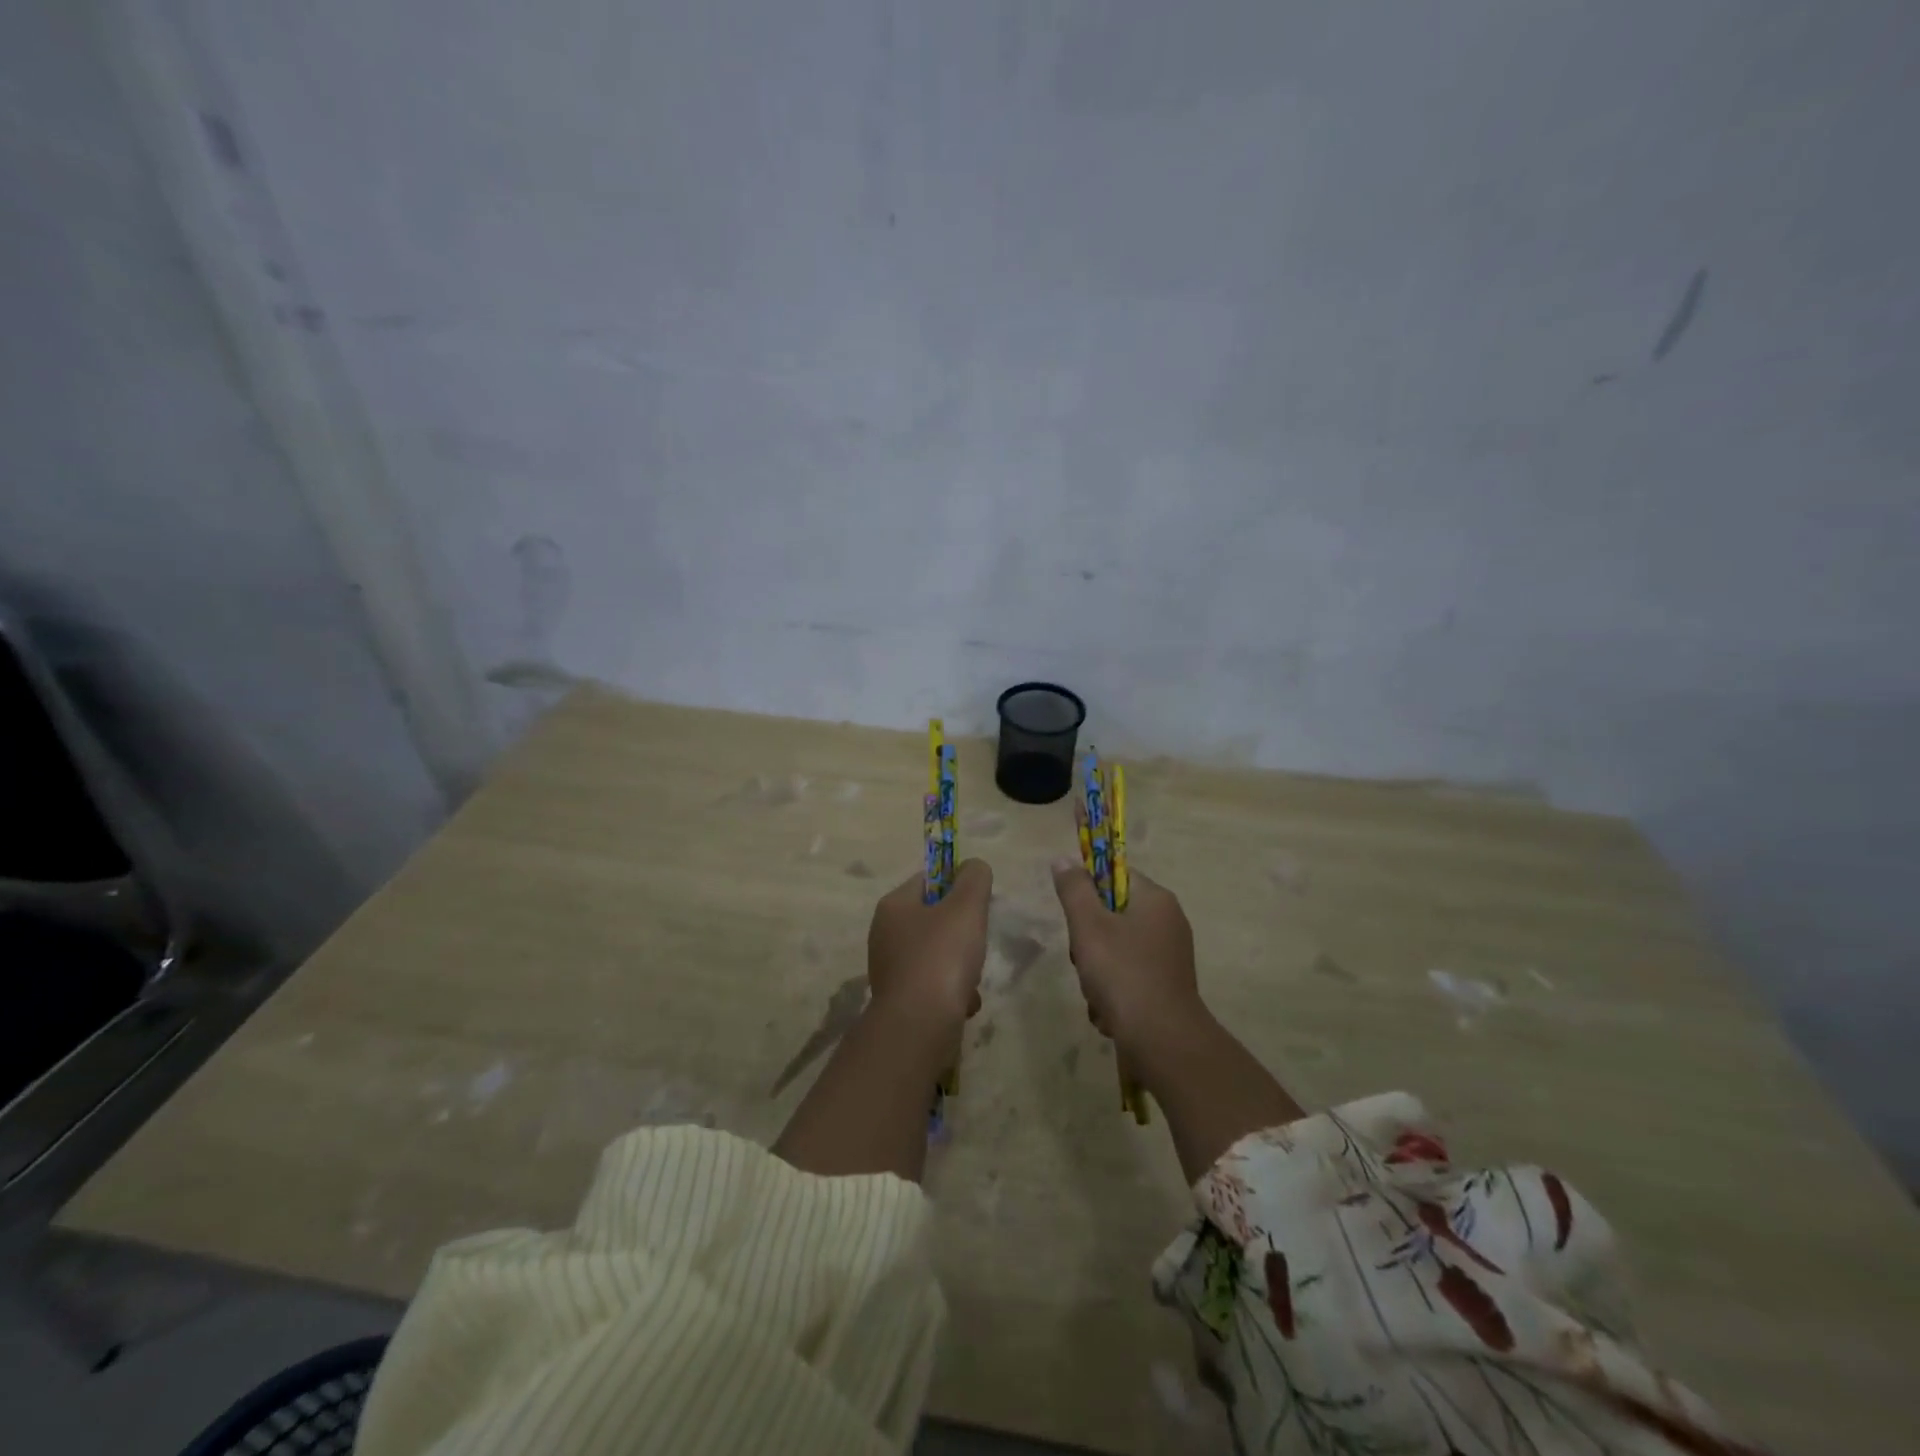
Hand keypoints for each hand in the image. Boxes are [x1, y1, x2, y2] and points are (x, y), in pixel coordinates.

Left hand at [867, 859, 992, 1028]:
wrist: (919, 1025)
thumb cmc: (942, 956)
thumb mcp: (966, 907)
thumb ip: (974, 879)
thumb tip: (973, 866)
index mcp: (893, 905)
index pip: (928, 879)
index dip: (956, 886)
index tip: (978, 904)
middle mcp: (885, 933)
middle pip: (935, 918)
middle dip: (963, 931)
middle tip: (976, 943)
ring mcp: (890, 968)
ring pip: (937, 953)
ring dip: (962, 965)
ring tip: (971, 980)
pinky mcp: (900, 998)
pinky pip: (934, 984)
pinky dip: (952, 991)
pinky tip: (964, 1004)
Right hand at [1050, 858, 1200, 1054]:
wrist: (1163, 1041)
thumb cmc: (1123, 974)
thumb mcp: (1088, 926)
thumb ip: (1074, 889)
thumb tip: (1063, 858)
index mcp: (1156, 900)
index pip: (1115, 874)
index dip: (1089, 890)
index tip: (1076, 915)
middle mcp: (1167, 922)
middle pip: (1111, 914)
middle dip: (1088, 940)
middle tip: (1084, 958)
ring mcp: (1168, 957)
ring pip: (1114, 949)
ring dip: (1096, 972)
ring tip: (1096, 992)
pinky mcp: (1165, 986)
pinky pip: (1127, 976)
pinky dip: (1112, 992)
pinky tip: (1107, 1011)